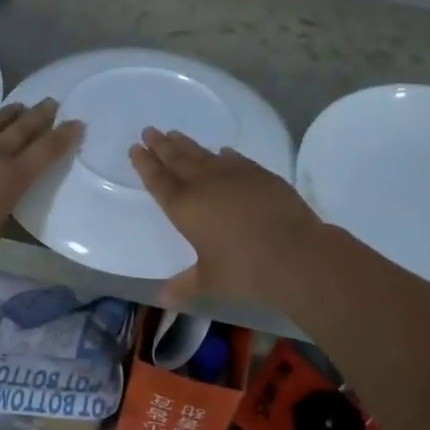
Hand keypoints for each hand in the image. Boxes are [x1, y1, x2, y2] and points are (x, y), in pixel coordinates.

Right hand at [129, 128, 326, 304]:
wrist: (293, 252)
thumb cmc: (243, 270)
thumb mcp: (209, 281)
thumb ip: (184, 286)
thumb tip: (163, 299)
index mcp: (184, 207)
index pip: (158, 180)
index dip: (145, 164)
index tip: (136, 148)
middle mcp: (205, 184)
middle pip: (177, 159)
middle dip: (161, 145)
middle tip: (150, 130)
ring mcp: (234, 175)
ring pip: (204, 154)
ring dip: (188, 144)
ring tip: (175, 133)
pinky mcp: (261, 175)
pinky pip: (236, 160)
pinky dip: (225, 155)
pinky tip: (223, 151)